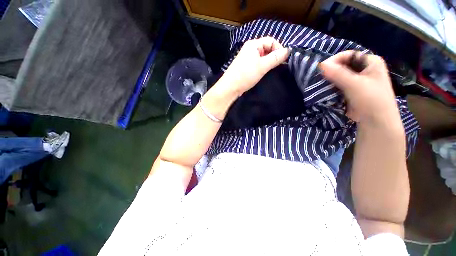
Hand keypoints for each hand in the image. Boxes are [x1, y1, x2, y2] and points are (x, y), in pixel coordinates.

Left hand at [220, 37, 289, 95]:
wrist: (230, 87)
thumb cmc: (246, 75)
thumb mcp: (262, 66)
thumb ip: (276, 58)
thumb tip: (288, 51)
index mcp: (253, 44)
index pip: (271, 40)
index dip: (279, 49)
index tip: (283, 60)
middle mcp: (250, 49)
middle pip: (267, 48)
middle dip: (274, 56)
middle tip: (277, 66)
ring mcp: (247, 58)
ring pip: (262, 57)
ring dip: (268, 62)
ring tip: (270, 71)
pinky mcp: (245, 67)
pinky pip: (257, 63)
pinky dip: (262, 67)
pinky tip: (263, 73)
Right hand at [319, 51, 400, 126]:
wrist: (375, 121)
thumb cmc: (371, 100)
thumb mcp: (354, 84)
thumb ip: (338, 74)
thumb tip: (320, 65)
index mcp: (371, 62)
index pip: (349, 55)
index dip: (335, 60)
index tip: (321, 69)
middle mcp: (364, 69)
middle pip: (343, 65)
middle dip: (330, 71)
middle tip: (318, 77)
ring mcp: (357, 80)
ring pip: (339, 75)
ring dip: (329, 80)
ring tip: (319, 84)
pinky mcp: (351, 90)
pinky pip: (338, 84)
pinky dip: (331, 86)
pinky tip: (324, 89)